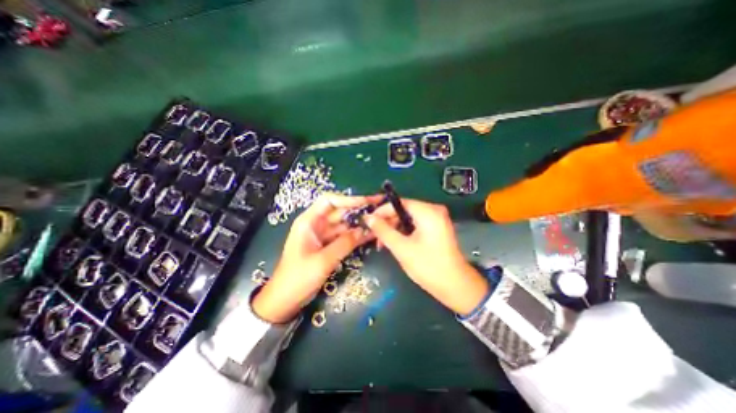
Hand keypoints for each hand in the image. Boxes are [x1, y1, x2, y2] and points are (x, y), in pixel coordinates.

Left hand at [253, 195, 379, 324]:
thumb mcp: (322, 261)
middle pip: (340, 211)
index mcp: (309, 221)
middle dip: (359, 210)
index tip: (367, 202)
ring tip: (380, 222)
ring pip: (345, 224)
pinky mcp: (329, 246)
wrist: (285, 299)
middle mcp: (317, 224)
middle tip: (379, 209)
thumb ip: (344, 244)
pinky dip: (356, 236)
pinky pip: (345, 237)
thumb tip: (364, 230)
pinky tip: (371, 235)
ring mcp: (324, 235)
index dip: (348, 199)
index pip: (329, 201)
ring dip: (360, 223)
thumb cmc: (298, 278)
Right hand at [366, 198, 486, 313]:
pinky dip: (404, 232)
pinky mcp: (437, 228)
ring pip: (408, 218)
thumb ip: (383, 230)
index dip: (382, 211)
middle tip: (375, 236)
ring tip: (383, 243)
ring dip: (394, 228)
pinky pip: (415, 224)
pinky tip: (395, 243)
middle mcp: (433, 211)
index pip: (399, 202)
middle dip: (388, 222)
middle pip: (403, 209)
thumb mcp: (401, 248)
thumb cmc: (428, 266)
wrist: (455, 287)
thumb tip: (368, 217)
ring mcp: (436, 219)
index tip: (368, 221)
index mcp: (428, 212)